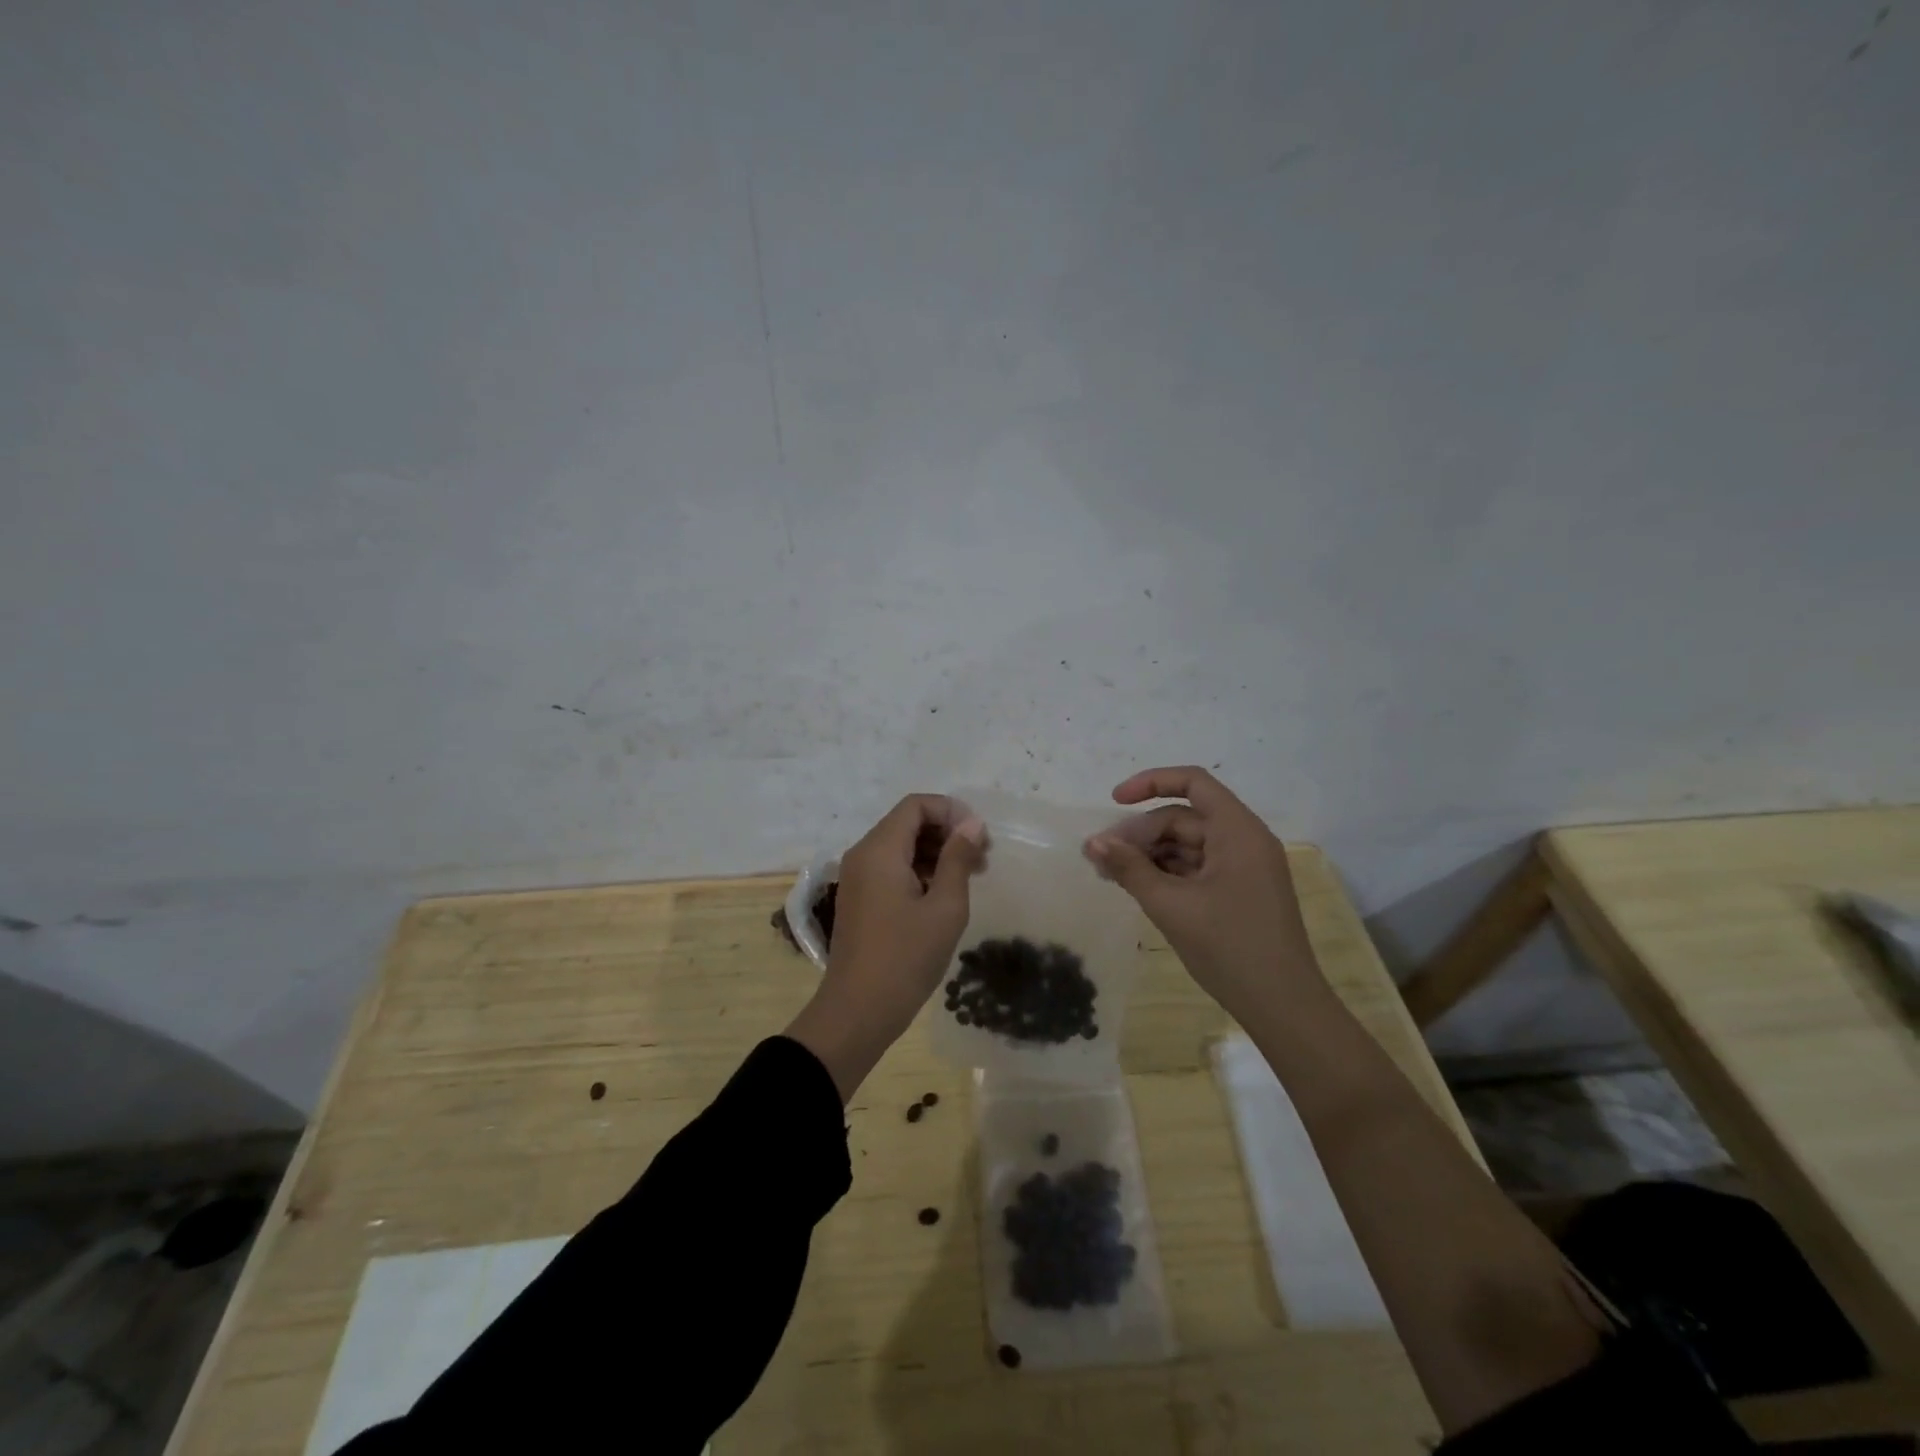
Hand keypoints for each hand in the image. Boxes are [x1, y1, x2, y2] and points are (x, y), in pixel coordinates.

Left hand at [786, 794, 984, 1098]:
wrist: (857, 1012)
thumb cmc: (905, 958)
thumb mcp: (944, 907)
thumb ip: (958, 859)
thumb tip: (972, 824)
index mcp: (880, 850)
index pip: (916, 805)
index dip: (951, 811)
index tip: (980, 836)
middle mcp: (863, 854)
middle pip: (908, 823)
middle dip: (947, 832)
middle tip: (983, 858)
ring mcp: (858, 877)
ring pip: (901, 846)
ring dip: (936, 852)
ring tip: (971, 877)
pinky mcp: (860, 898)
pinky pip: (891, 868)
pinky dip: (919, 871)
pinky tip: (944, 894)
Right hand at [1083, 766, 1320, 1022]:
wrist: (1284, 1008)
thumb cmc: (1229, 948)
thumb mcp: (1170, 906)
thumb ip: (1129, 868)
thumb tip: (1092, 842)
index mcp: (1238, 831)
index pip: (1193, 782)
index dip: (1151, 783)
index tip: (1114, 801)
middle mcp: (1244, 840)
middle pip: (1184, 818)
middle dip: (1140, 833)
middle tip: (1100, 858)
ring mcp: (1244, 868)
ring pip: (1188, 845)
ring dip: (1149, 855)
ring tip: (1111, 875)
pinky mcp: (1240, 892)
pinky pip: (1197, 868)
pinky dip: (1167, 874)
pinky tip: (1138, 888)